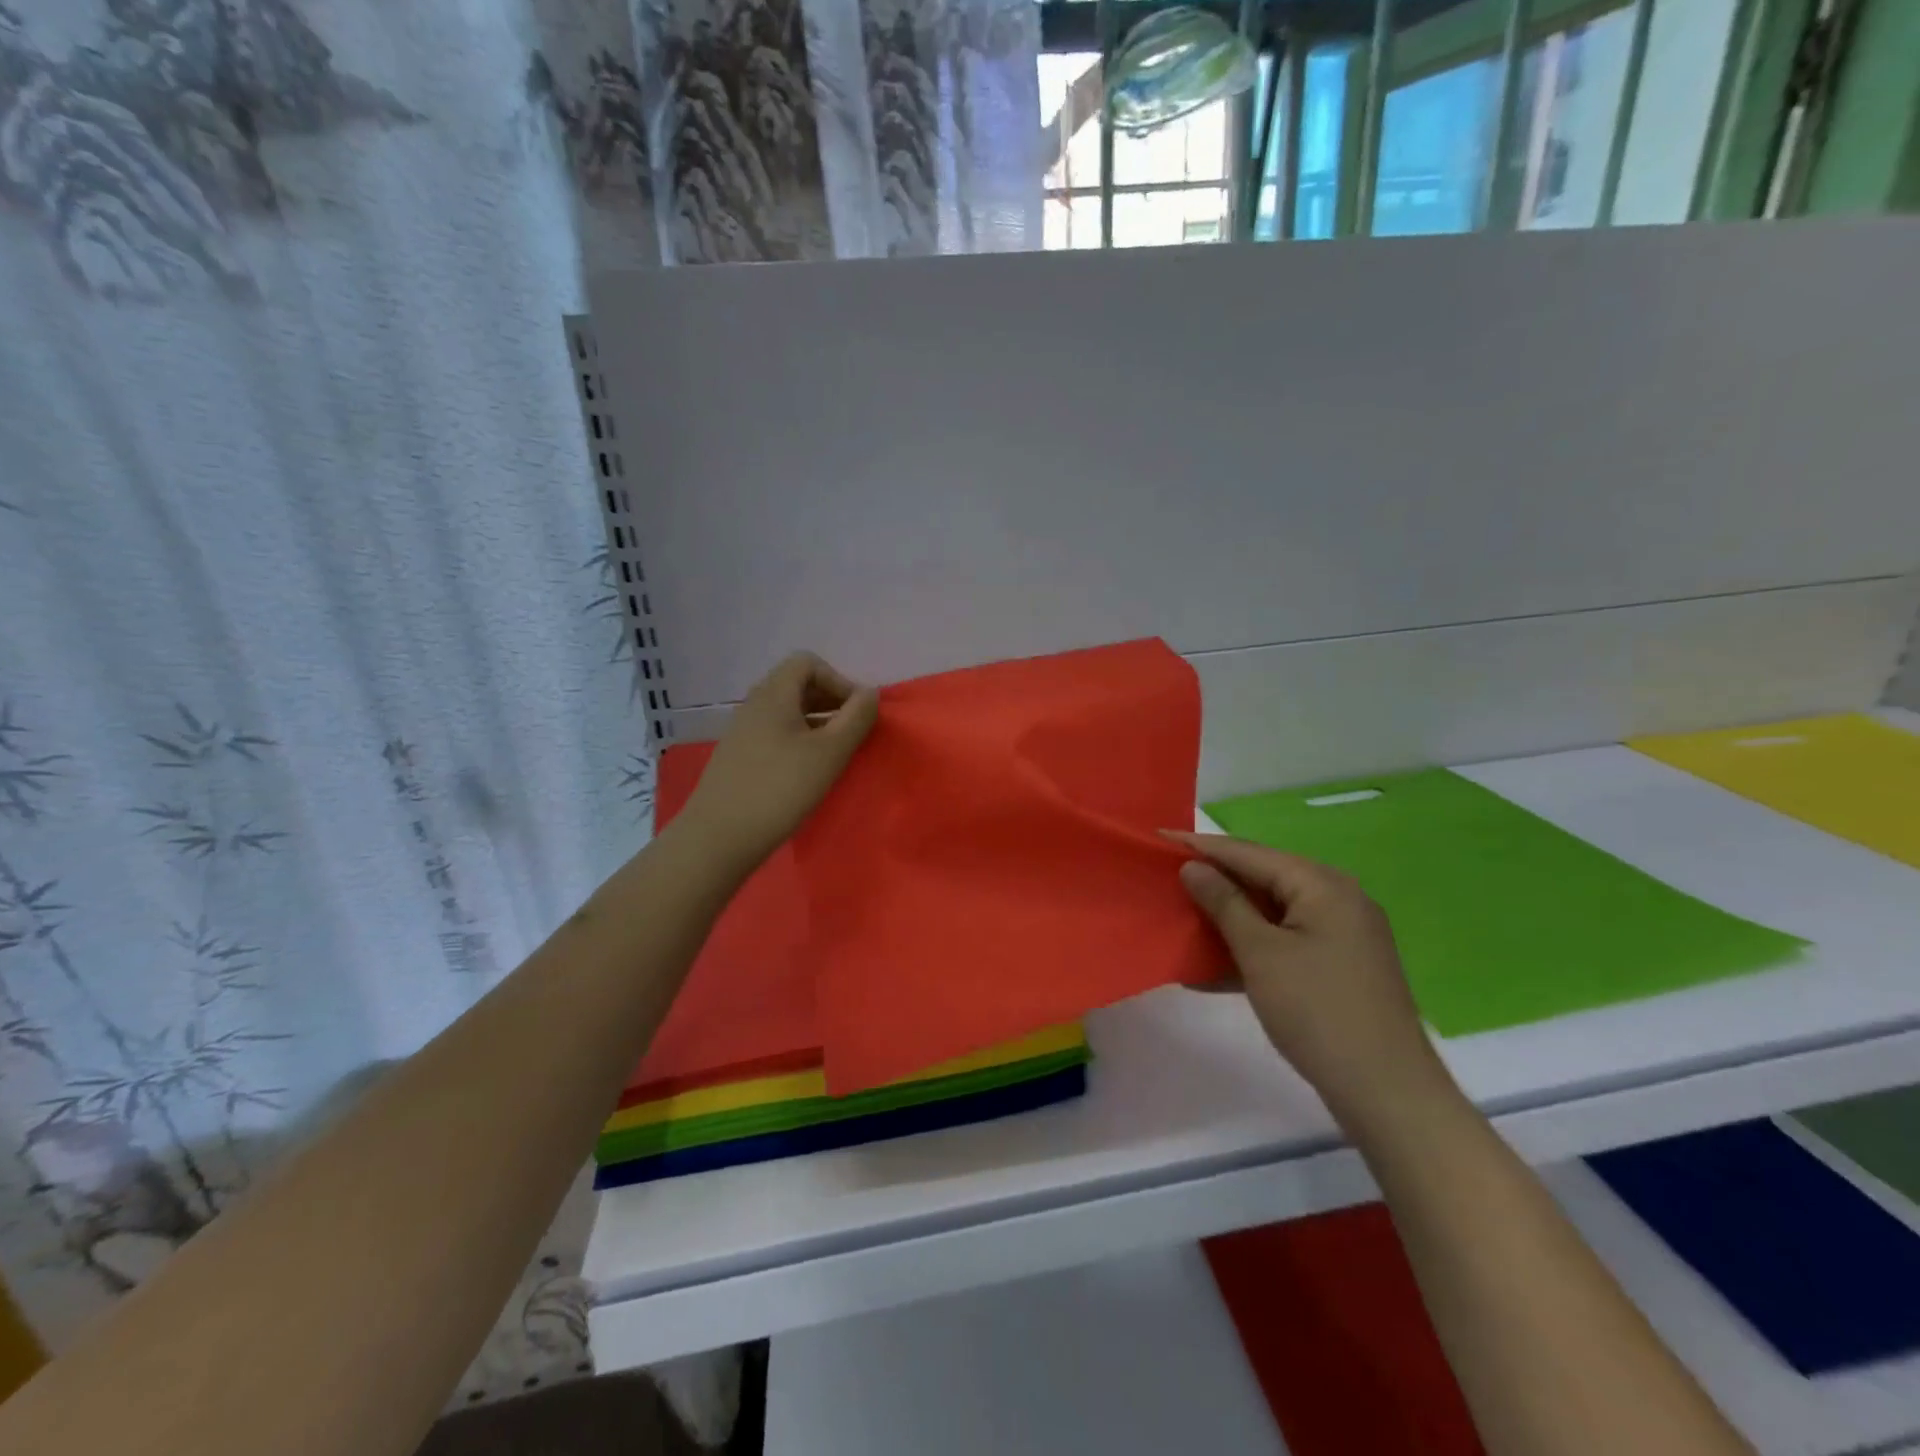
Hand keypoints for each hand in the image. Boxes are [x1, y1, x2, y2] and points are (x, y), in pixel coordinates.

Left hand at [679, 653, 878, 872]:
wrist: (720, 836)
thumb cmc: (781, 788)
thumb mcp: (830, 752)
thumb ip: (856, 718)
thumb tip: (870, 693)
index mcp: (774, 694)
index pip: (808, 663)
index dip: (838, 680)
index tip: (856, 714)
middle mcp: (754, 704)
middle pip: (797, 685)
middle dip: (830, 701)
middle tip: (851, 733)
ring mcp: (742, 731)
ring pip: (787, 711)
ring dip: (816, 723)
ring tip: (835, 754)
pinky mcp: (738, 756)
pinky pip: (774, 733)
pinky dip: (798, 740)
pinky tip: (807, 771)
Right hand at [1166, 832, 1457, 1133]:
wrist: (1387, 1092)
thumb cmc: (1317, 1012)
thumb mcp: (1261, 953)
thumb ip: (1224, 903)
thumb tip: (1193, 867)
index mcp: (1322, 885)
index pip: (1249, 853)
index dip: (1201, 846)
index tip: (1159, 838)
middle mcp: (1337, 899)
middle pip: (1263, 878)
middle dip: (1214, 879)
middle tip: (1167, 877)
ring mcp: (1341, 934)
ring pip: (1271, 911)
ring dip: (1228, 916)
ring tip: (1182, 915)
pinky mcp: (1338, 965)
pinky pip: (1284, 940)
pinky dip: (1250, 947)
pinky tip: (1211, 966)